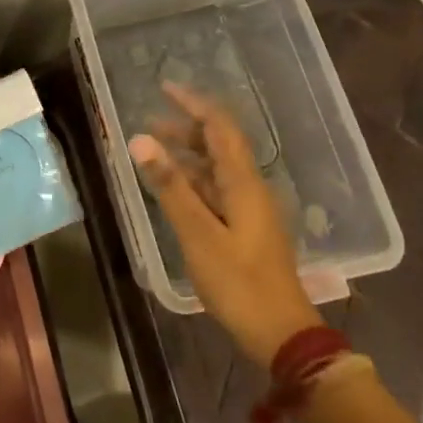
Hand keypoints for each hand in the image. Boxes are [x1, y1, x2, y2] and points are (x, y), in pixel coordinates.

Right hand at [128, 81, 322, 362]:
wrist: (281, 334)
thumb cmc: (239, 282)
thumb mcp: (198, 233)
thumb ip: (170, 186)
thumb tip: (141, 140)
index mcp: (244, 182)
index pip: (220, 127)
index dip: (194, 104)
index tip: (166, 88)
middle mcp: (250, 188)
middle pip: (219, 145)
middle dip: (186, 128)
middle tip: (150, 123)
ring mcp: (249, 209)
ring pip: (216, 169)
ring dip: (187, 155)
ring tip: (153, 153)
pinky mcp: (245, 229)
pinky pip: (216, 191)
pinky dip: (192, 181)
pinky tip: (172, 190)